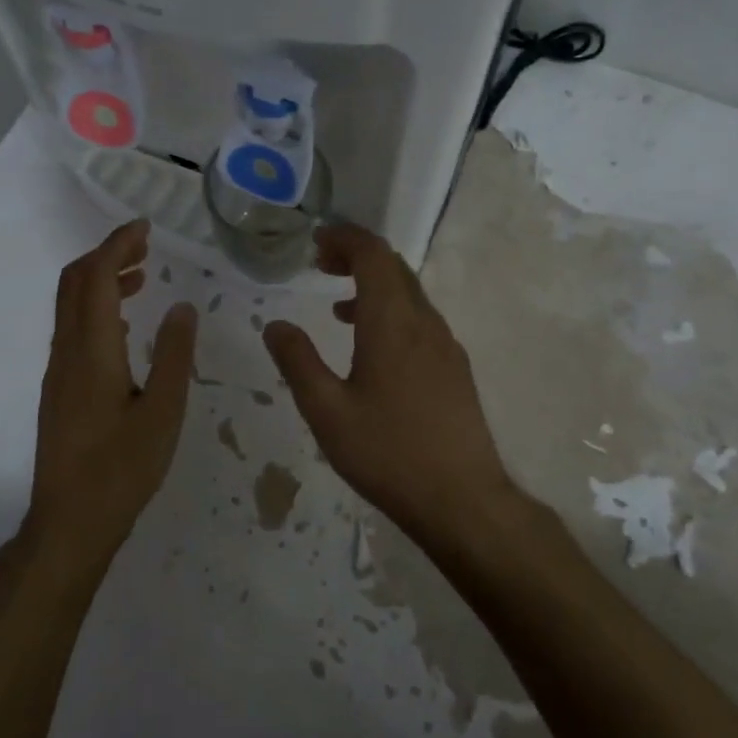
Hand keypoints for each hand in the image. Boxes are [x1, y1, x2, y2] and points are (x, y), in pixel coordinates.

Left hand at [27, 220, 198, 568]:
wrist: (69, 522)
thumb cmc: (121, 470)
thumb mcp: (163, 413)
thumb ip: (173, 355)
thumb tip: (182, 307)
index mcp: (92, 351)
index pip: (97, 277)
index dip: (117, 244)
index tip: (145, 227)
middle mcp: (67, 351)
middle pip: (74, 282)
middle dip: (107, 254)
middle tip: (146, 245)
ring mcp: (58, 371)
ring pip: (71, 305)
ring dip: (101, 280)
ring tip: (142, 276)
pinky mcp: (58, 389)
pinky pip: (73, 329)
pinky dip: (96, 308)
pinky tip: (124, 326)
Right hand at [261, 223, 515, 538]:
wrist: (462, 499)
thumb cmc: (387, 453)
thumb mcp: (326, 411)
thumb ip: (298, 362)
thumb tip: (275, 324)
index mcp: (392, 322)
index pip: (373, 254)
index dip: (344, 238)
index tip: (316, 243)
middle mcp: (424, 322)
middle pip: (393, 267)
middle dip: (356, 256)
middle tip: (320, 265)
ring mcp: (445, 345)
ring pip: (409, 294)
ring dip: (373, 285)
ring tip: (337, 306)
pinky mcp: (455, 368)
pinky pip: (420, 320)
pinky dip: (391, 312)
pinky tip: (371, 348)